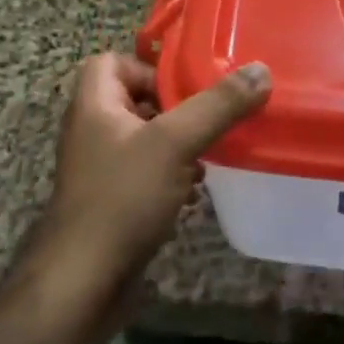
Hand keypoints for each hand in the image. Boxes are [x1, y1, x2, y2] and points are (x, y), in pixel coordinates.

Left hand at [20, 53, 270, 321]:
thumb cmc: (122, 198)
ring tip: (208, 155)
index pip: (111, 62)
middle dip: (176, 109)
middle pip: (136, 100)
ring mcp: (101, 169)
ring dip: (179, 144)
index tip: (186, 86)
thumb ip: (217, 105)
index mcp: (93, 106)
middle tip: (209, 119)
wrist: (83, 282)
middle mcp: (92, 131)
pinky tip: (193, 192)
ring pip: (146, 139)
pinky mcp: (113, 201)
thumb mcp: (175, 143)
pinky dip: (171, 175)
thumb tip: (260, 70)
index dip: (148, 67)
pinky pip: (147, 173)